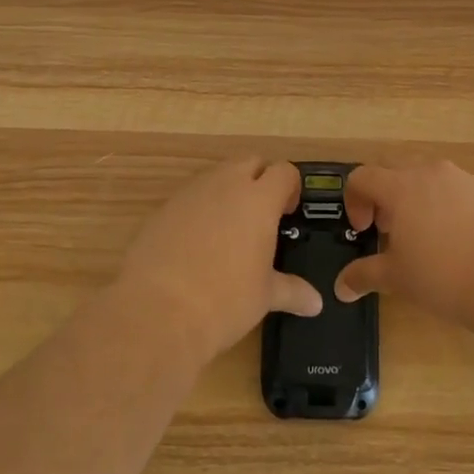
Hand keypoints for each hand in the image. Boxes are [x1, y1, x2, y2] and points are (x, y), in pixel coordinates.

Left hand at [114, 157, 321, 360]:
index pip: (284, 171)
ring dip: (229, 191)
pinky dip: (200, 208)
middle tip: (262, 215)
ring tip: (230, 230)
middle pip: (250, 162)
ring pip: (217, 175)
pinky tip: (198, 243)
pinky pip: (190, 196)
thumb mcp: (264, 296)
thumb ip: (292, 291)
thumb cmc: (225, 301)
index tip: (288, 212)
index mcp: (259, 199)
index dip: (290, 187)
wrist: (157, 311)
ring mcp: (190, 193)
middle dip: (260, 180)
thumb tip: (315, 303)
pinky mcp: (163, 208)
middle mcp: (225, 185)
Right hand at [335, 160, 473, 326]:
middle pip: (395, 171)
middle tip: (389, 232)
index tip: (364, 231)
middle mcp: (431, 173)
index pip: (362, 176)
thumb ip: (364, 276)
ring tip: (424, 240)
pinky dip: (446, 208)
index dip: (354, 200)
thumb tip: (341, 287)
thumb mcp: (397, 279)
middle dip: (384, 198)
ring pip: (428, 179)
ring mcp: (465, 180)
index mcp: (401, 186)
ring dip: (416, 201)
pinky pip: (456, 192)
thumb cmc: (444, 275)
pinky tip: (458, 245)